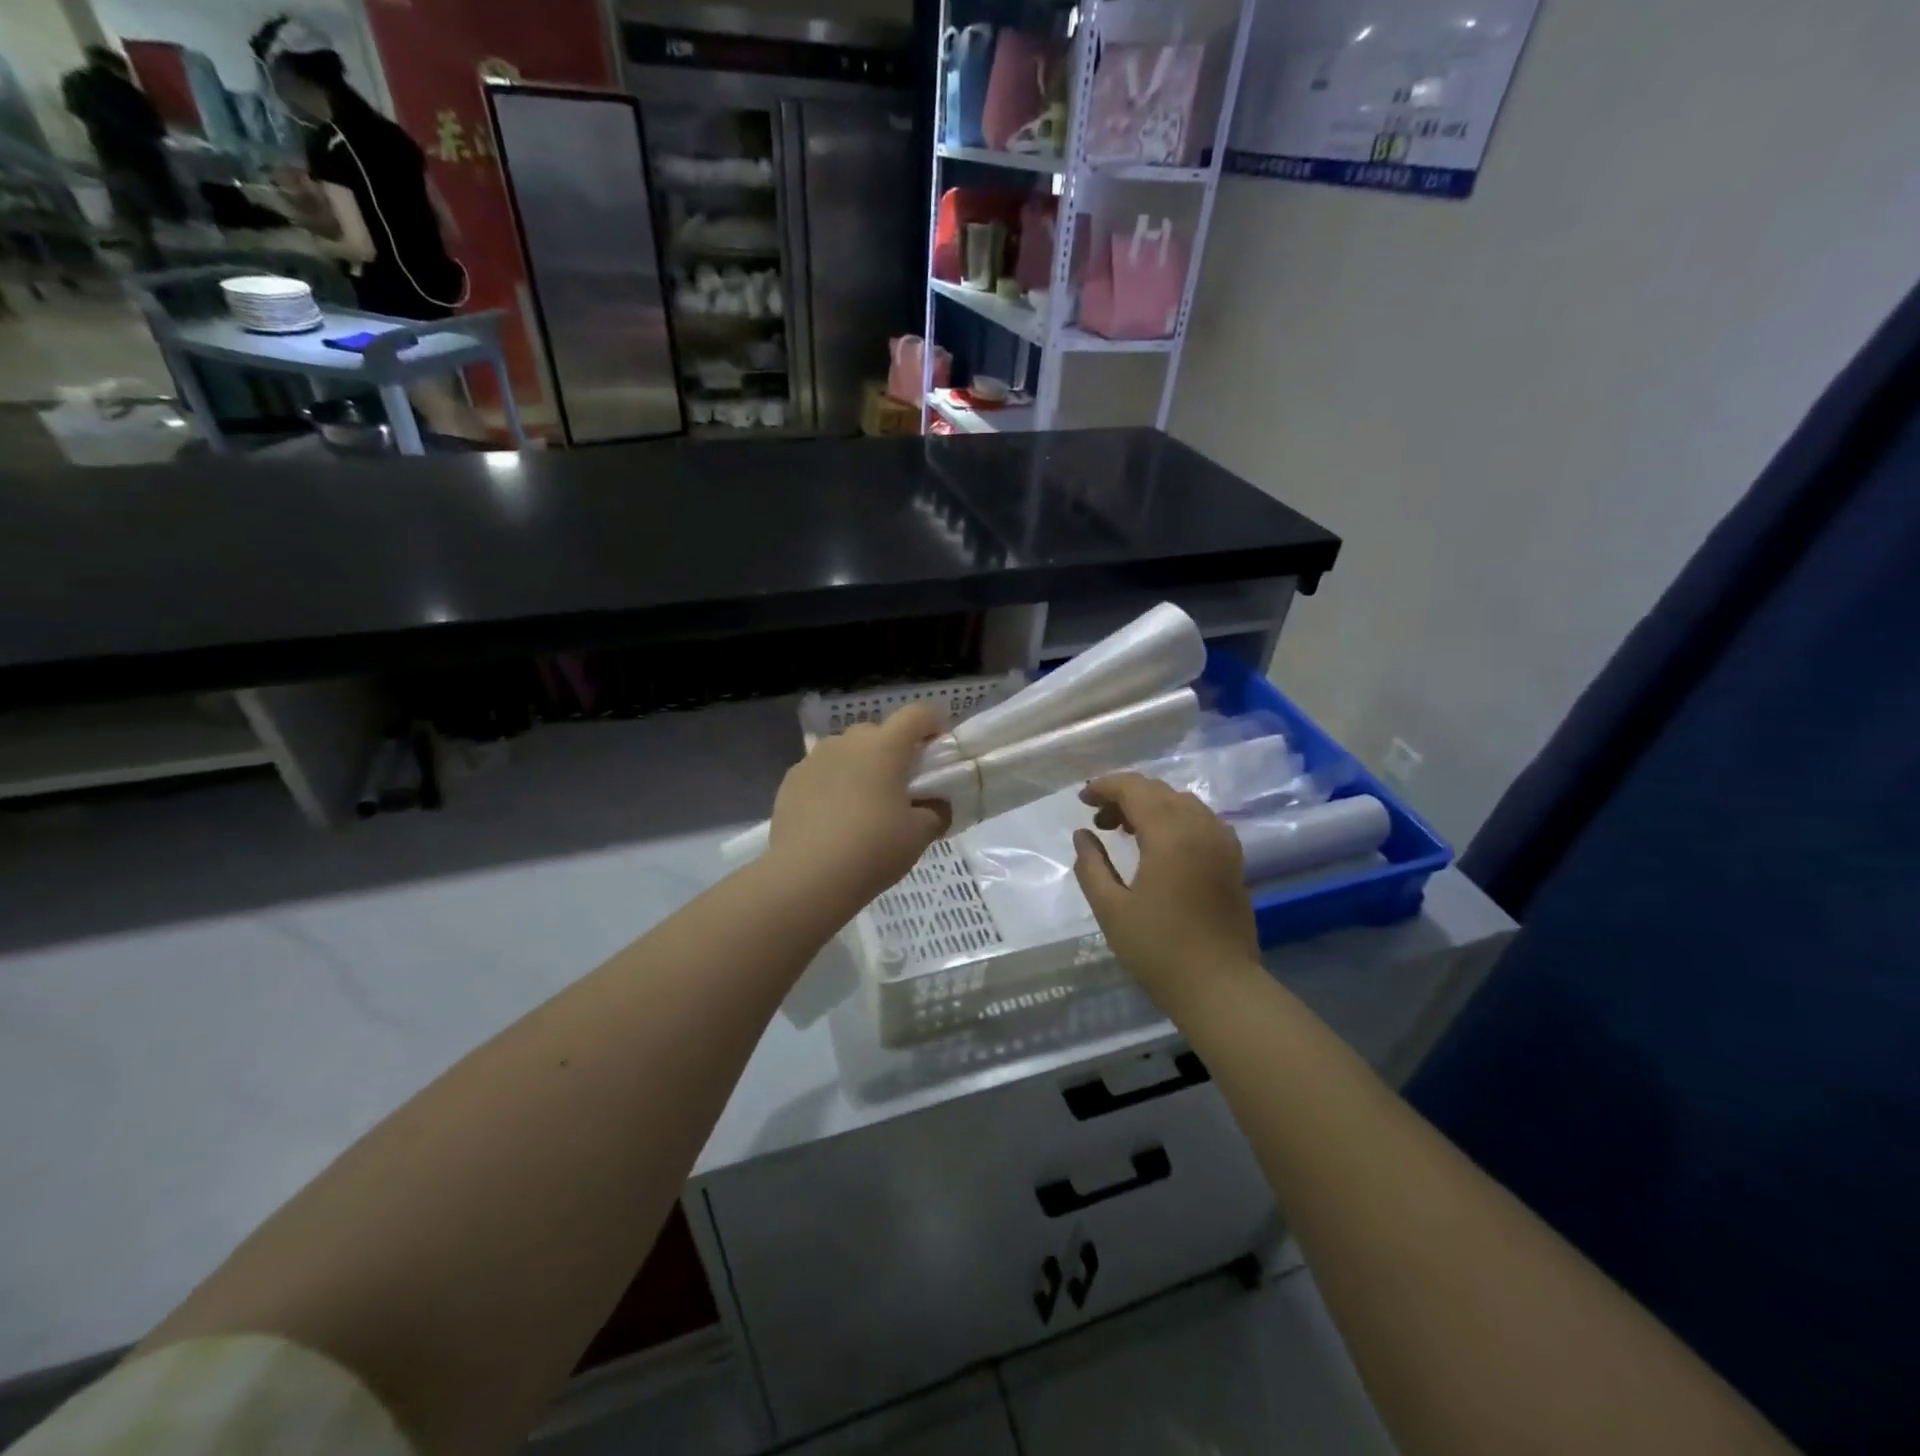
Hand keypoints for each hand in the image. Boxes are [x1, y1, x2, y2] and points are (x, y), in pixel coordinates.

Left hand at [765, 704, 950, 915]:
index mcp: (884, 747)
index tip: (939, 749)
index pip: (917, 715)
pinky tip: (833, 817)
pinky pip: (821, 771)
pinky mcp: (790, 780)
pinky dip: (832, 784)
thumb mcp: (919, 835)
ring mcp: (814, 759)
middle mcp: (847, 742)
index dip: (933, 724)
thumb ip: (936, 813)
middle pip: (878, 731)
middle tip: (902, 785)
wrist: (807, 877)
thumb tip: (937, 806)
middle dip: (893, 750)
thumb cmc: (872, 849)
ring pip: (846, 750)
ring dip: (860, 765)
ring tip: (864, 803)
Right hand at [1073, 774, 1261, 1013]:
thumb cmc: (1159, 950)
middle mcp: (1201, 828)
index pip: (1135, 789)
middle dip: (1125, 795)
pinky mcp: (1233, 860)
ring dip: (1150, 805)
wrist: (1220, 988)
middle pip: (1159, 791)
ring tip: (1124, 830)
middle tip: (1098, 819)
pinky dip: (1175, 819)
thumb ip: (1092, 866)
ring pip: (1182, 803)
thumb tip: (1083, 835)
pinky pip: (1201, 821)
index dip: (1105, 787)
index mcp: (1170, 835)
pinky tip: (1159, 844)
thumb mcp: (1111, 909)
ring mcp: (1222, 842)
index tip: (1082, 799)